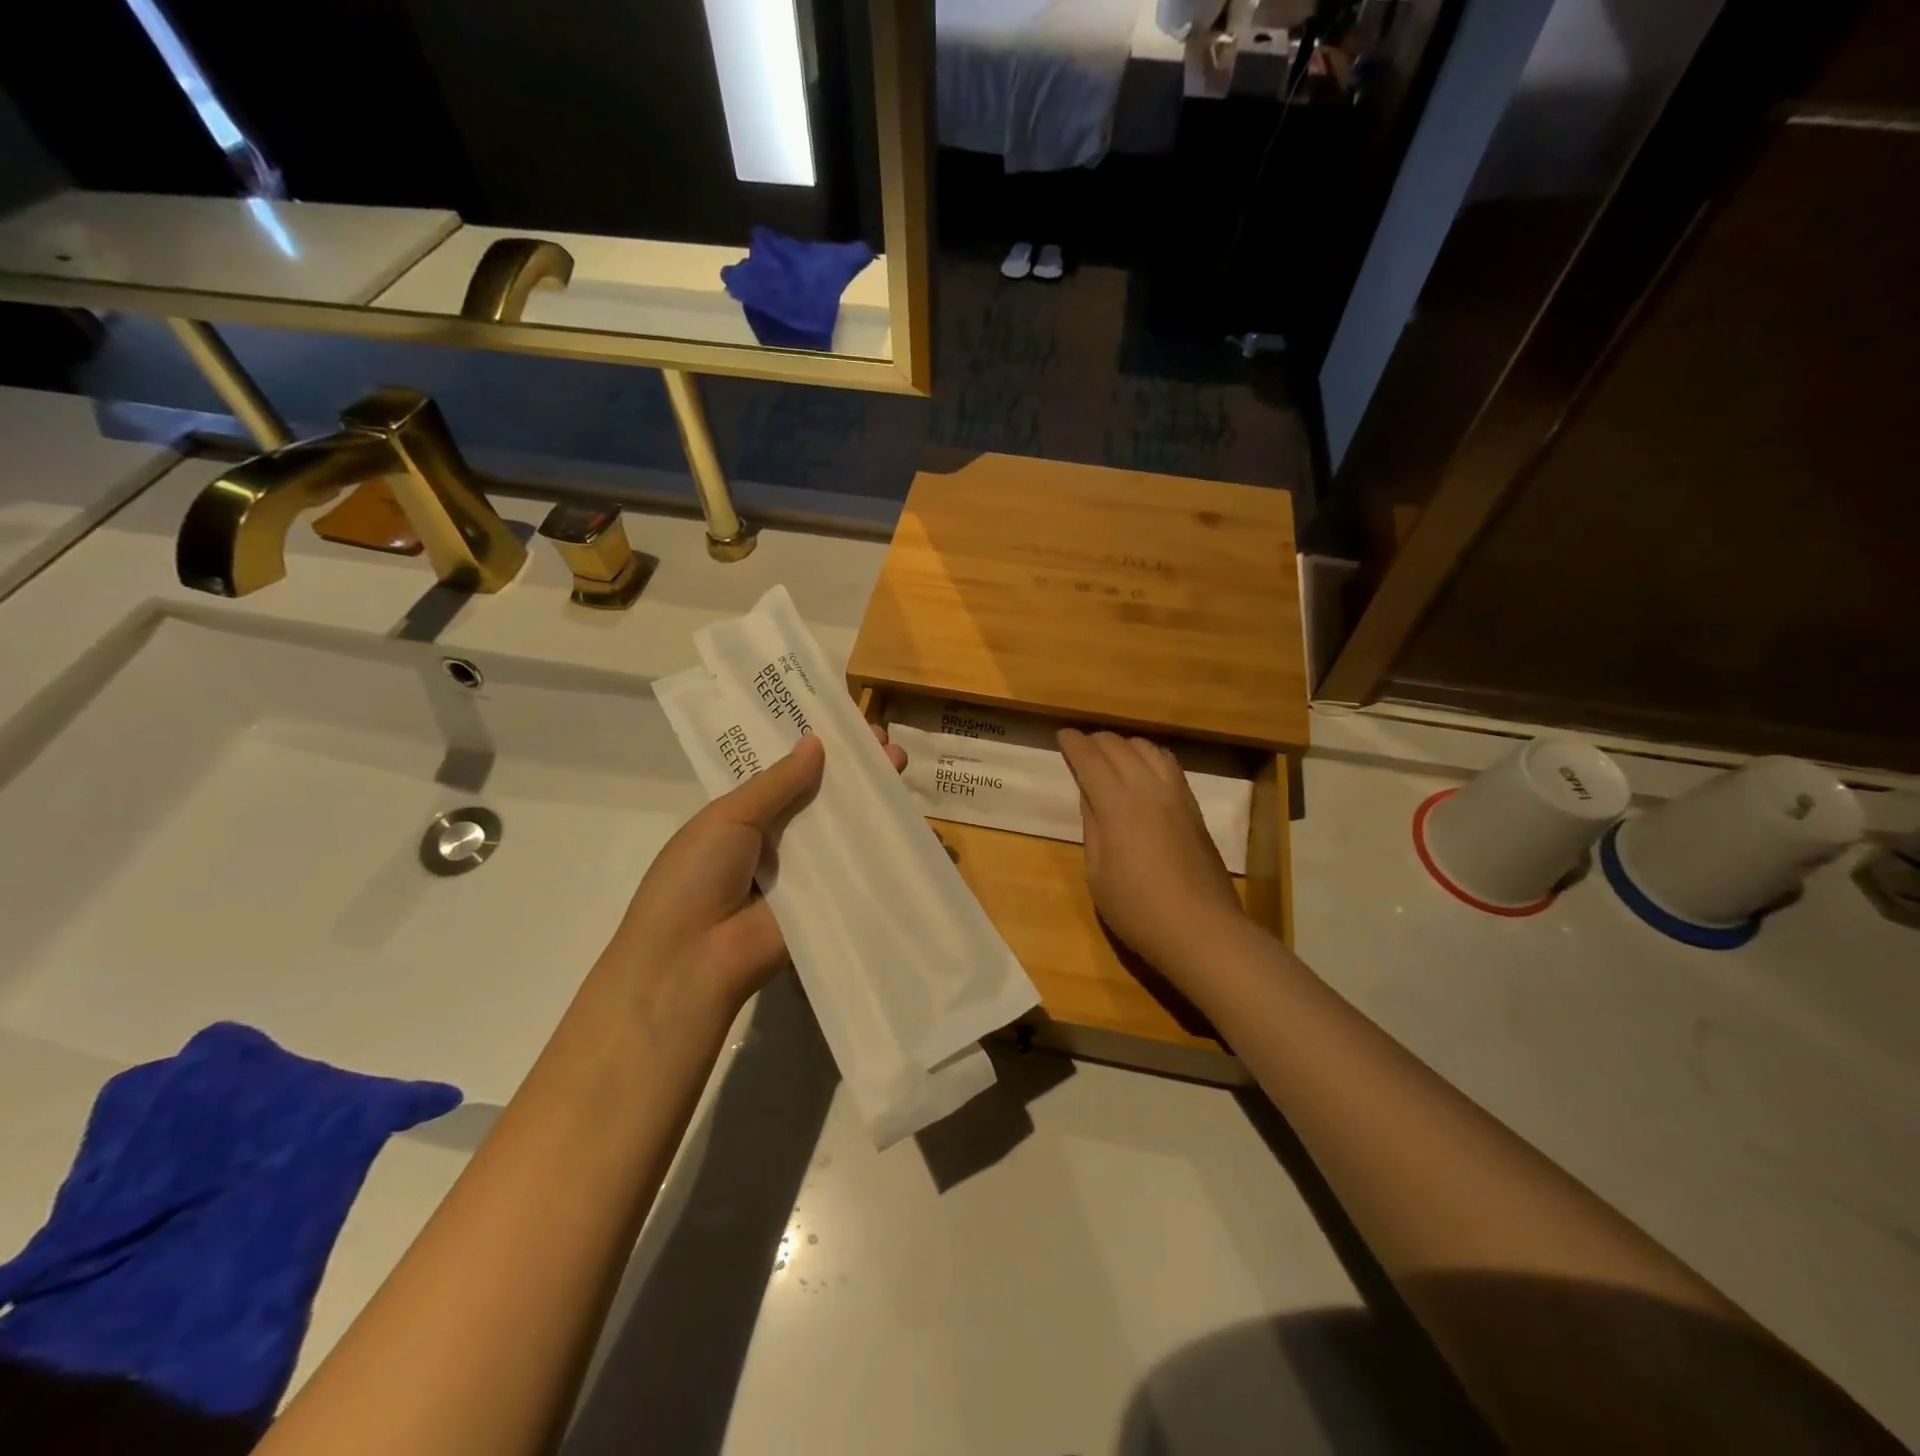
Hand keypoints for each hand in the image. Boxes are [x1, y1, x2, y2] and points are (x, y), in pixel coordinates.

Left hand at [596, 727, 906, 1032]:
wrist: (693, 962)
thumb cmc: (695, 877)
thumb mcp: (728, 817)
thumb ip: (776, 782)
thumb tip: (816, 743)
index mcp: (744, 817)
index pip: (788, 775)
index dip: (820, 752)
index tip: (853, 729)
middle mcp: (778, 842)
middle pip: (824, 800)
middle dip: (856, 774)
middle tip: (891, 748)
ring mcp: (805, 875)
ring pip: (845, 833)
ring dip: (874, 804)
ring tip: (903, 770)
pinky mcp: (828, 904)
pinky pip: (858, 873)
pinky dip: (885, 851)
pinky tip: (915, 825)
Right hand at [1057, 728, 1246, 984]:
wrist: (1202, 929)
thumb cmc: (1138, 909)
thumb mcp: (1098, 873)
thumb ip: (1093, 826)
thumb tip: (1089, 794)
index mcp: (1118, 805)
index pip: (1091, 759)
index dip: (1074, 743)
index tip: (1062, 734)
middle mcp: (1149, 789)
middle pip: (1120, 746)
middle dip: (1096, 740)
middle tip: (1080, 746)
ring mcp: (1177, 796)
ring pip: (1149, 749)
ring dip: (1125, 744)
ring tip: (1110, 755)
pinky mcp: (1194, 808)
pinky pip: (1169, 765)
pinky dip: (1149, 756)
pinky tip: (1143, 770)